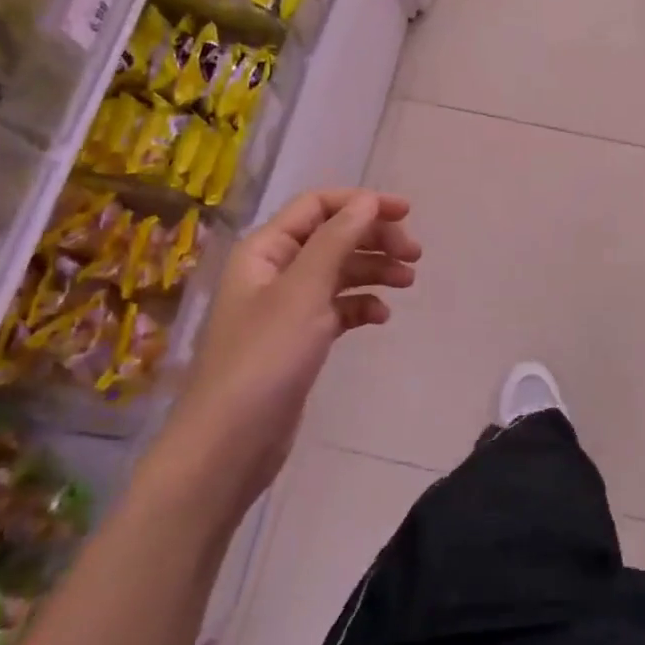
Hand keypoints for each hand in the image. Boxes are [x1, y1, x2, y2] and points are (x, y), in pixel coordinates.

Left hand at [152, 189, 420, 516]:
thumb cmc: (265, 358)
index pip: (317, 206)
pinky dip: (360, 305)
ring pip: (338, 272)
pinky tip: (380, 317)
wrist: (229, 444)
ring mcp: (285, 308)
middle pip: (332, 237)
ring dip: (373, 270)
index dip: (362, 203)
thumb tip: (368, 201)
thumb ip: (337, 240)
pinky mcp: (298, 340)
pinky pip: (336, 308)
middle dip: (374, 239)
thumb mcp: (304, 291)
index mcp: (265, 250)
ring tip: (408, 282)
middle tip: (414, 255)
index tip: (406, 214)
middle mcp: (274, 271)